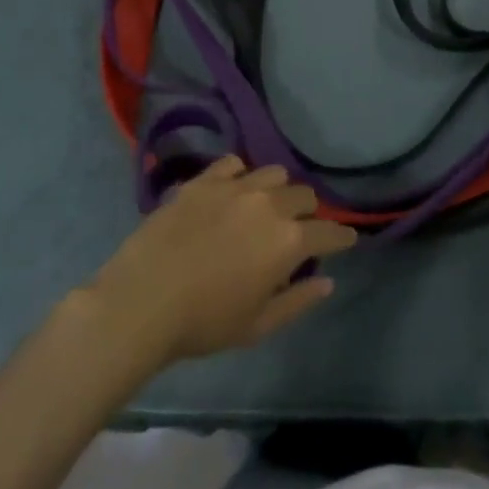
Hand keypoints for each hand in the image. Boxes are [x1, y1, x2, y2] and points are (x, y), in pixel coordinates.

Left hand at [85, 158, 357, 370]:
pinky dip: (241, 175)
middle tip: (298, 230)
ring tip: (265, 206)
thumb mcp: (258, 325)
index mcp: (289, 241)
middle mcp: (269, 204)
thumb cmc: (204, 322)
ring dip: (278, 190)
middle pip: (304, 195)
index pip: (330, 232)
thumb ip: (299, 300)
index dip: (342, 237)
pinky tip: (232, 190)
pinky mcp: (203, 180)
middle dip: (309, 213)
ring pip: (273, 174)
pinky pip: (233, 164)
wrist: (142, 301)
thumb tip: (328, 281)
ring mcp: (235, 187)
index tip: (346, 240)